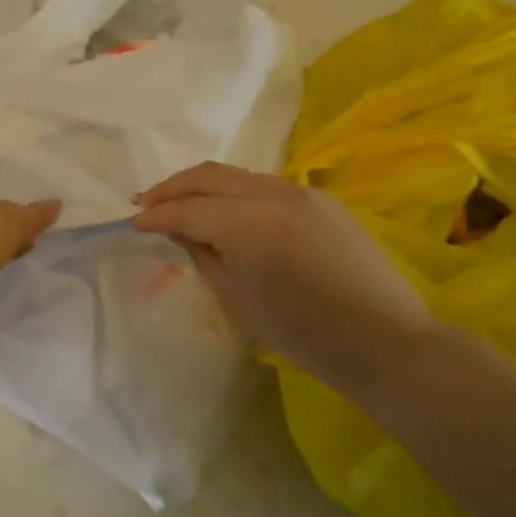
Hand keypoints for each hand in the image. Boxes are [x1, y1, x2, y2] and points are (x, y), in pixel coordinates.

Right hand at [131, 162, 433, 394]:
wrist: (383, 340)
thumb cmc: (303, 333)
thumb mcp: (239, 298)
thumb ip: (203, 254)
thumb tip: (179, 228)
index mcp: (249, 224)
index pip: (188, 209)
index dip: (156, 214)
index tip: (132, 221)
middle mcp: (273, 194)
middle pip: (209, 176)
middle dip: (172, 187)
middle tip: (145, 202)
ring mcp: (301, 192)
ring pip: (237, 175)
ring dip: (203, 185)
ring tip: (180, 202)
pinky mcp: (321, 200)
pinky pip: (265, 185)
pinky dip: (235, 192)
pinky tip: (226, 210)